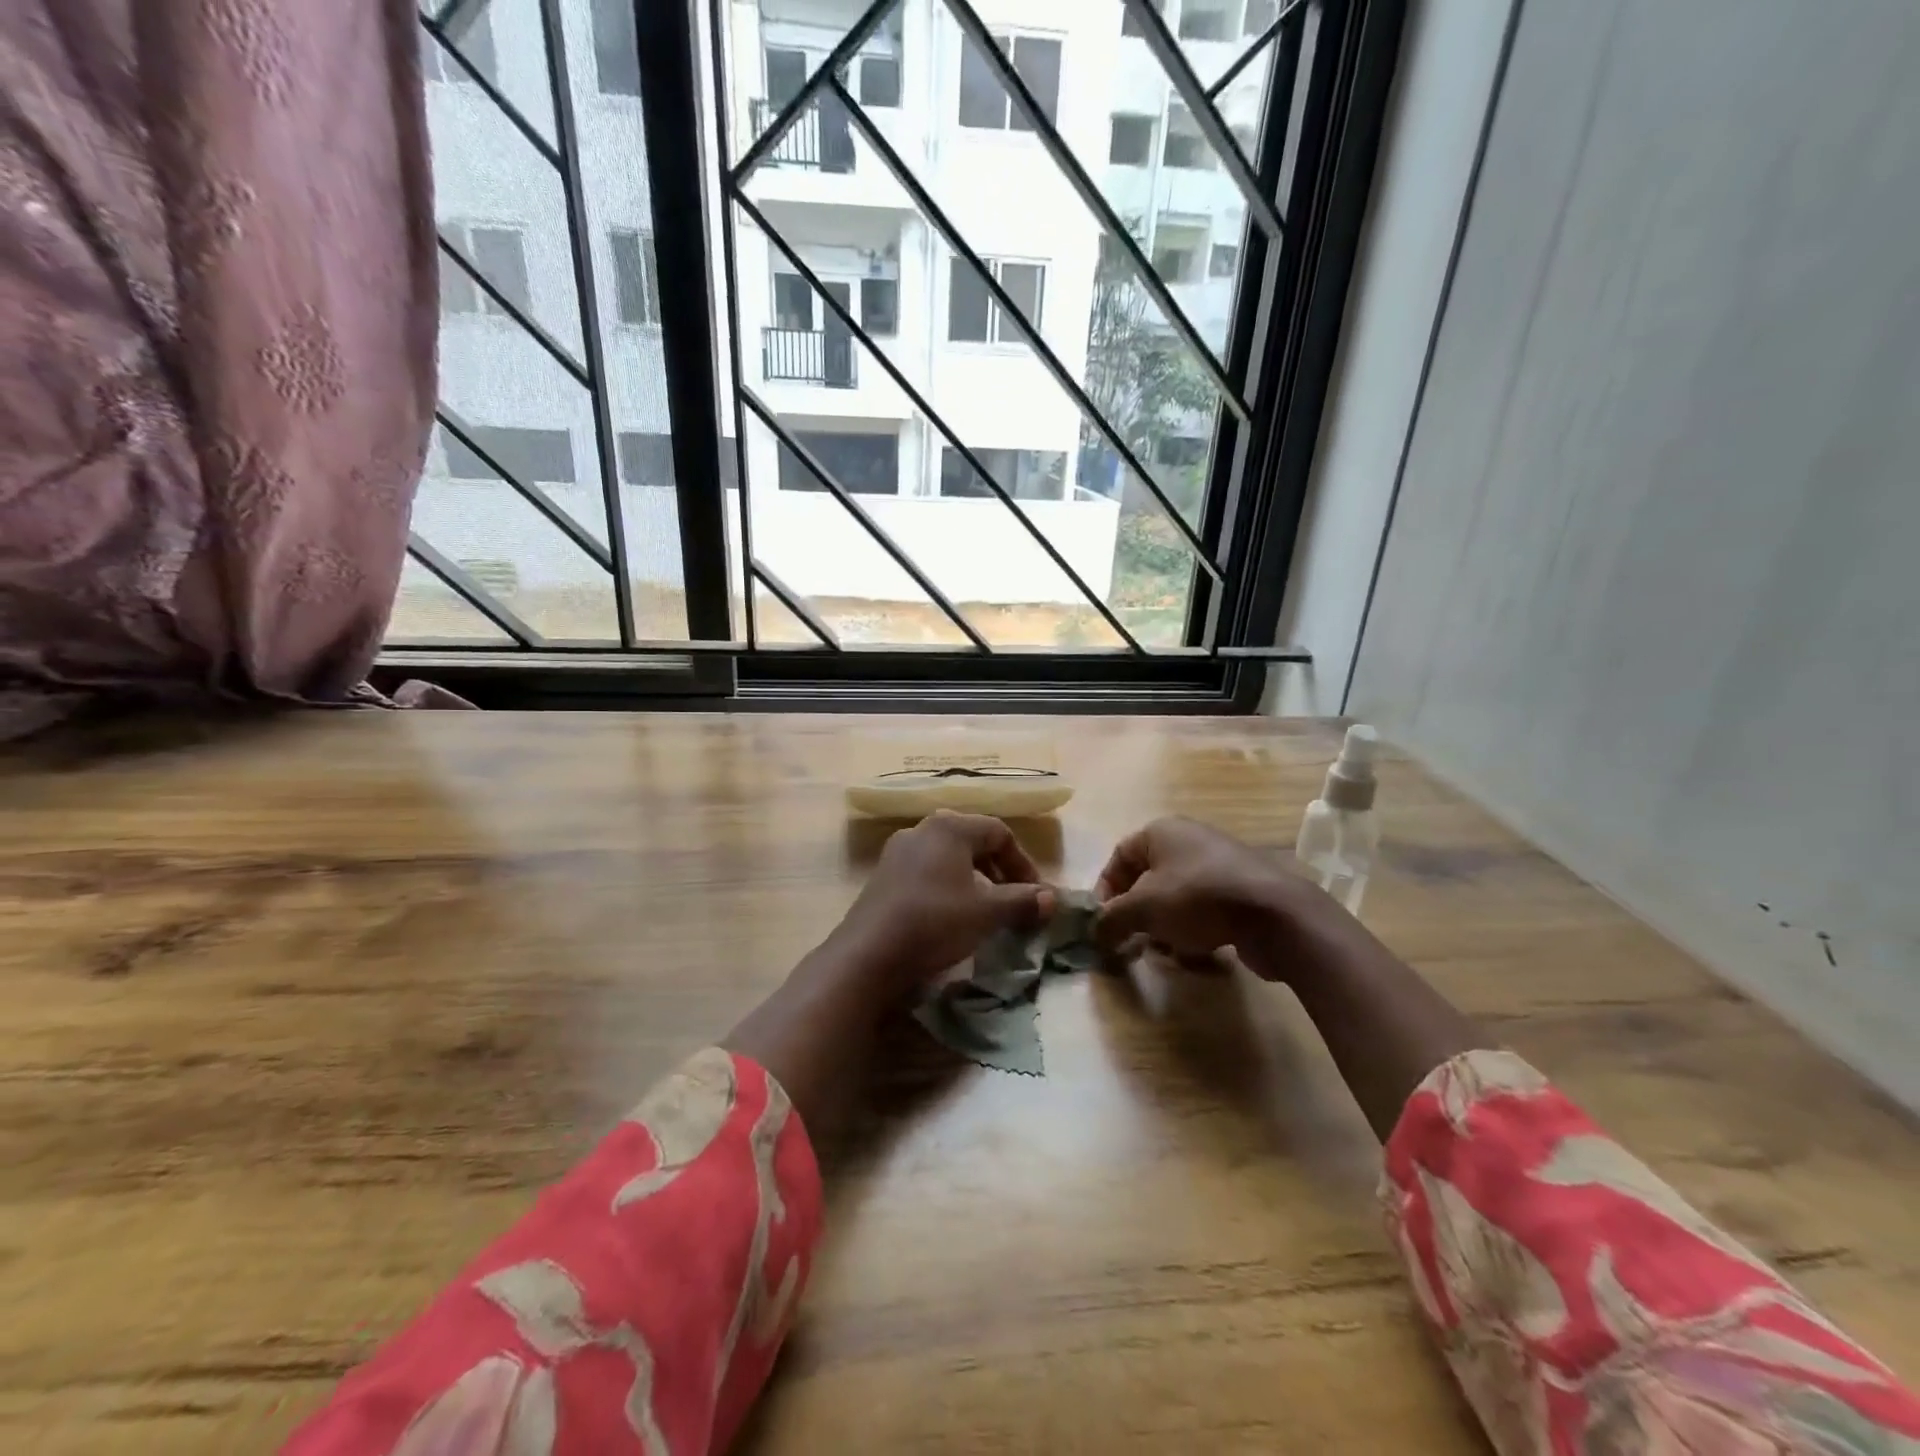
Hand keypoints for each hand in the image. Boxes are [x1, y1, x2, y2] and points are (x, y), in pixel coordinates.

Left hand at [833, 811, 1052, 993]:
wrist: (868, 954)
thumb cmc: (935, 922)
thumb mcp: (986, 914)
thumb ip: (1022, 901)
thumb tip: (1053, 898)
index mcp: (950, 827)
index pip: (999, 832)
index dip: (1023, 863)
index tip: (1035, 895)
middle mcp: (922, 830)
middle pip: (973, 841)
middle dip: (999, 871)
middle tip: (1013, 901)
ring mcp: (898, 852)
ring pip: (949, 858)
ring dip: (974, 881)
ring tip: (985, 911)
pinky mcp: (883, 876)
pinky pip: (926, 872)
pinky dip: (948, 888)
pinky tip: (950, 917)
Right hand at [1093, 816, 1316, 977]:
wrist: (1275, 914)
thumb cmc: (1198, 898)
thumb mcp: (1143, 908)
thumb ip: (1111, 919)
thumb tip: (1093, 932)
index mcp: (1161, 831)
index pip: (1119, 856)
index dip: (1105, 890)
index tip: (1104, 923)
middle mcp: (1189, 840)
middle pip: (1147, 878)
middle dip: (1136, 912)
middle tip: (1131, 940)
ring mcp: (1219, 864)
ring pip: (1175, 896)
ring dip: (1163, 925)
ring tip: (1164, 952)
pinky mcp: (1242, 890)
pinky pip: (1204, 909)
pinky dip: (1193, 929)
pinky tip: (1195, 953)